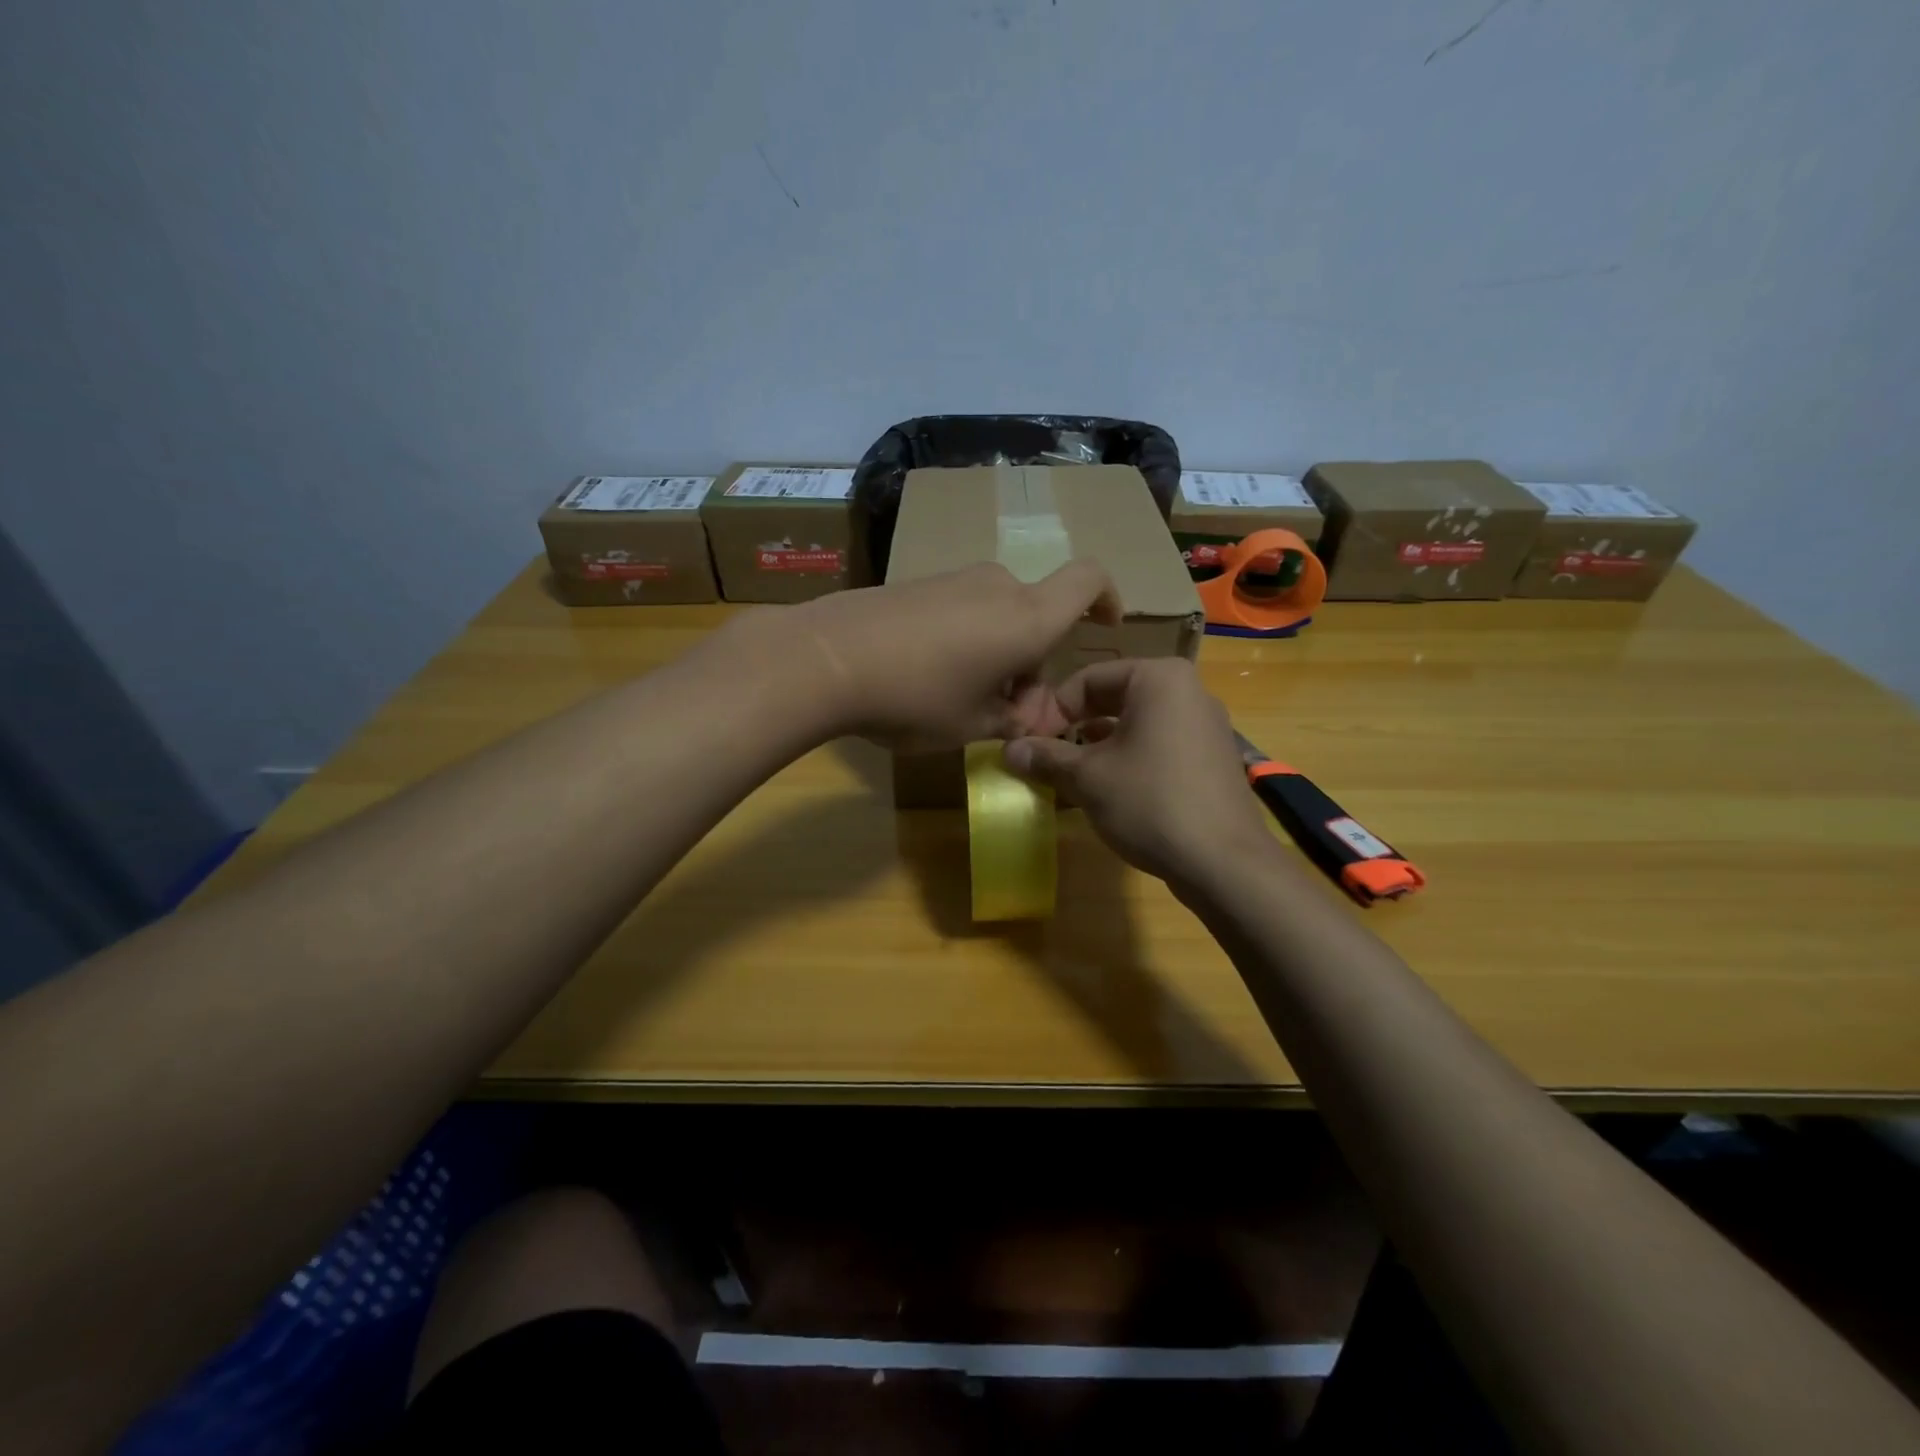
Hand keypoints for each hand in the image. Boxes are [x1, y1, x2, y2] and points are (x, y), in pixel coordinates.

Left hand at [787, 560, 1119, 751]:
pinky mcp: (918, 585)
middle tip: (1006, 715)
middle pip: (1036, 617)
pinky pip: (963, 611)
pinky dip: (966, 642)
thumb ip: (1012, 721)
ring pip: (998, 616)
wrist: (826, 658)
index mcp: (1028, 618)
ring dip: (998, 656)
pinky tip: (929, 679)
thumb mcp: (972, 726)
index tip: (1103, 627)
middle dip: (1032, 664)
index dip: (1106, 598)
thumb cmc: (915, 697)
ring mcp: (954, 581)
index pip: (1088, 580)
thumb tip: (1027, 717)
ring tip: (963, 704)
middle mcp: (998, 588)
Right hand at [1003, 658, 1272, 882]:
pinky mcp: (1212, 757)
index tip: (1029, 742)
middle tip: (1046, 756)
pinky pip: (1159, 745)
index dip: (1051, 710)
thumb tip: (1008, 750)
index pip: (1088, 679)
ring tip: (1070, 775)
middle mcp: (1188, 690)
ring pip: (1136, 724)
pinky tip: (1108, 790)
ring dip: (1098, 746)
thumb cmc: (1149, 802)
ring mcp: (1205, 724)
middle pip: (1114, 698)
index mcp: (1158, 678)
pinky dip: (1129, 759)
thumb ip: (1046, 757)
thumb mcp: (1088, 777)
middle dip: (1075, 728)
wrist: (1223, 862)